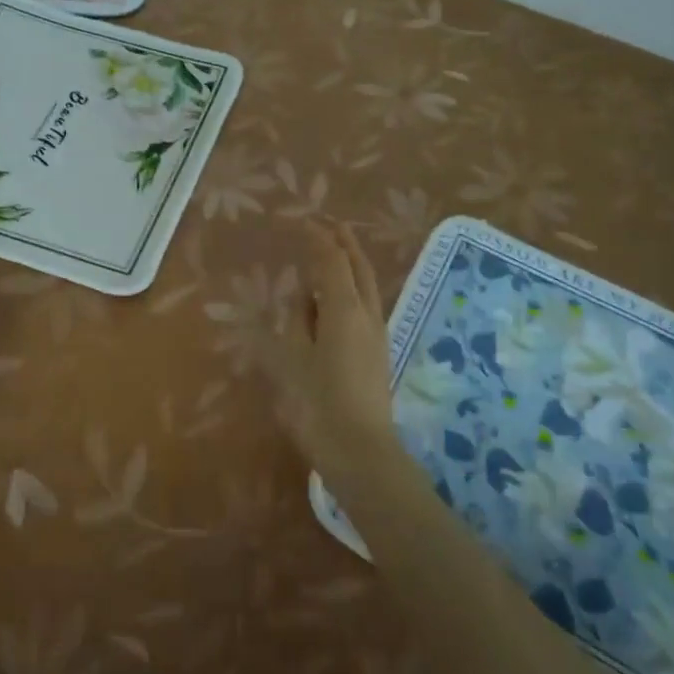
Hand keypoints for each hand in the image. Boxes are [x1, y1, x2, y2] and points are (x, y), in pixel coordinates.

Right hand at [264, 221, 399, 478]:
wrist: (360, 451)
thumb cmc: (318, 403)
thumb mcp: (294, 358)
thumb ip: (298, 321)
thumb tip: (305, 298)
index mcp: (344, 309)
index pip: (332, 261)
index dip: (318, 239)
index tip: (304, 223)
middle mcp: (366, 314)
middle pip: (359, 267)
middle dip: (345, 242)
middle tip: (329, 224)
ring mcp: (377, 333)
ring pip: (367, 285)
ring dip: (352, 262)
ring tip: (336, 250)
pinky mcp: (378, 351)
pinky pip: (367, 304)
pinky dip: (354, 285)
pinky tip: (340, 295)